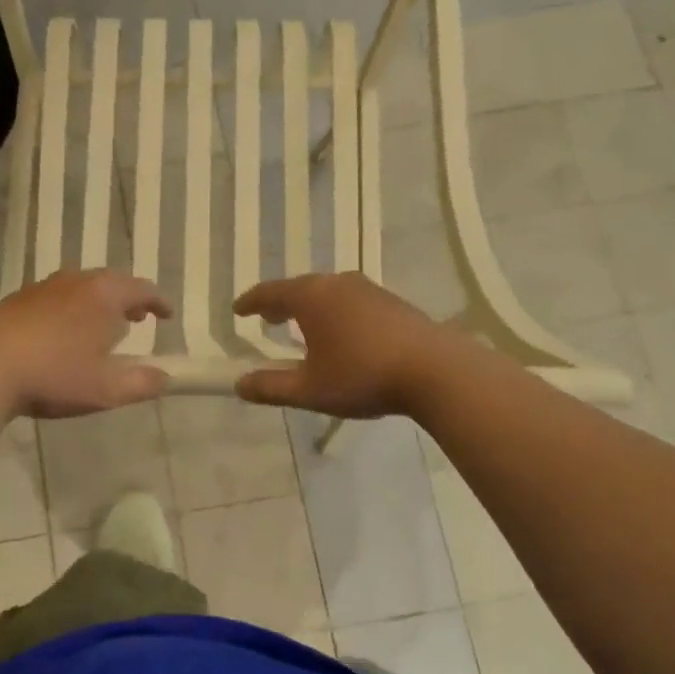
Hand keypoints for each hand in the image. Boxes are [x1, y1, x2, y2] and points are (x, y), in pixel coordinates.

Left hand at [0, 269, 171, 418]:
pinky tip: (62, 332)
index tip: (167, 315)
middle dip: (128, 299)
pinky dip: (71, 307)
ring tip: (101, 325)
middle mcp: (76, 281)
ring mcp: (44, 287)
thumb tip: (165, 378)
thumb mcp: (106, 389)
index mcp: (104, 295)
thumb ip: (142, 383)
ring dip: (98, 302)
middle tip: (136, 318)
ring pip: (82, 287)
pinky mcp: (18, 299)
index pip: (142, 289)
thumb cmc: (54, 376)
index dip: (159, 302)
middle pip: (111, 282)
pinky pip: (57, 296)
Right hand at [233, 273, 447, 418]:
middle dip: (281, 303)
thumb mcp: (310, 390)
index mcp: (311, 297)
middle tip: (268, 318)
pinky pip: (350, 300)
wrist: (436, 370)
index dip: (251, 302)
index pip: (270, 293)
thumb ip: (271, 386)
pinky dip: (335, 311)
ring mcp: (368, 289)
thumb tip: (239, 385)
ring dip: (310, 307)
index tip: (238, 310)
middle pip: (299, 288)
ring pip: (327, 292)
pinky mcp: (392, 301)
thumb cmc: (362, 375)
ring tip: (303, 326)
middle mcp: (336, 283)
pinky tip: (342, 333)